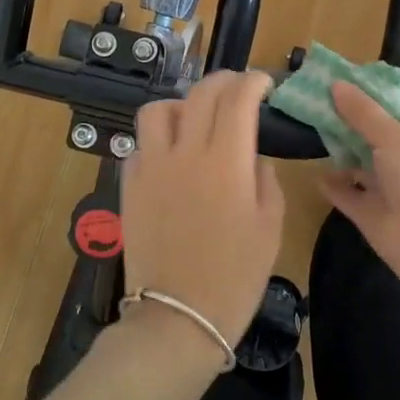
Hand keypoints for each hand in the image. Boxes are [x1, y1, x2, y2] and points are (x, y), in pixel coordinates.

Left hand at [120, 70, 285, 350]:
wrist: (179, 319)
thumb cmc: (235, 277)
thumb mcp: (270, 227)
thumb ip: (264, 179)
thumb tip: (251, 156)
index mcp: (227, 161)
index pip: (239, 99)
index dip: (254, 82)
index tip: (265, 84)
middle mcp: (186, 152)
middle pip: (201, 94)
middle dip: (224, 81)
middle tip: (238, 89)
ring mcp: (151, 167)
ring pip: (158, 110)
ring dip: (181, 104)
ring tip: (195, 118)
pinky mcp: (129, 186)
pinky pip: (139, 145)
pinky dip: (157, 140)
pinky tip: (170, 156)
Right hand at [319, 82, 399, 283]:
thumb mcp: (391, 136)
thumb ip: (362, 112)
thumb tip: (336, 84)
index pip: (395, 111)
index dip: (368, 99)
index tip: (337, 87)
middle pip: (373, 136)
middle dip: (347, 124)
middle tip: (314, 107)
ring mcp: (390, 188)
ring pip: (360, 166)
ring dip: (339, 154)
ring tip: (309, 135)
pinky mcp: (373, 213)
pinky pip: (349, 194)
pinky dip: (334, 185)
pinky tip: (315, 174)